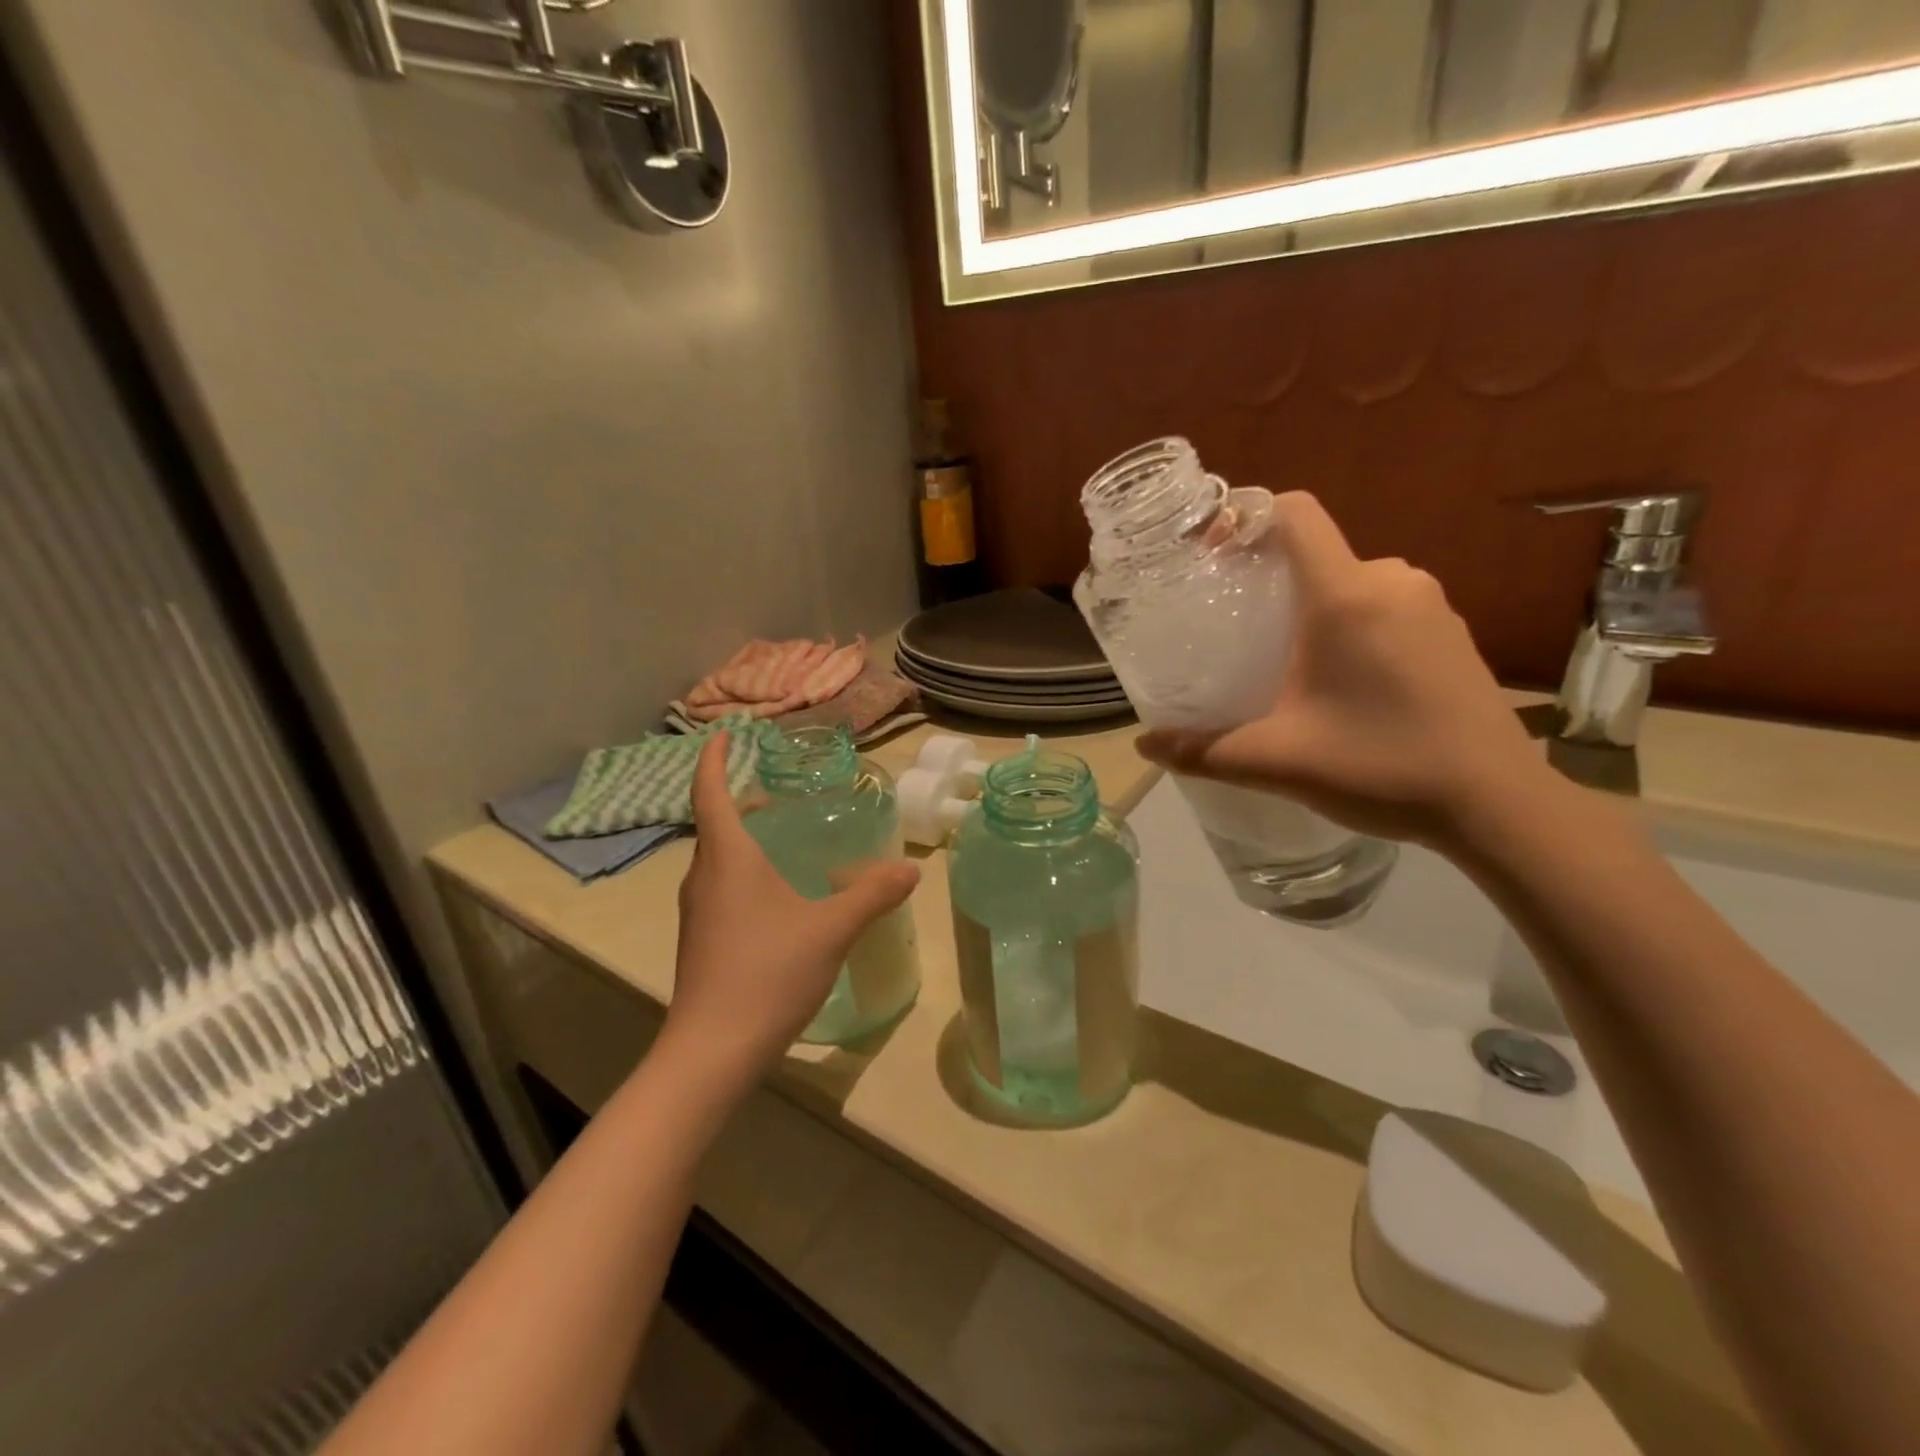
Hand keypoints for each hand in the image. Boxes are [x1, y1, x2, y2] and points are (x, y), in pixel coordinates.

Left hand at [659, 732, 920, 1094]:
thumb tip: (911, 868)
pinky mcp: (703, 939)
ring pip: (719, 858)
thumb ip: (872, 894)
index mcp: (727, 858)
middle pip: (716, 823)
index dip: (714, 759)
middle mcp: (704, 876)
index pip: (710, 792)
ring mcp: (699, 911)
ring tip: (785, 836)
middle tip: (780, 790)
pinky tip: (781, 895)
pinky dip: (746, 871)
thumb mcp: (831, 929)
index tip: (725, 733)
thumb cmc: (766, 973)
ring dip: (744, 837)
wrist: (712, 1052)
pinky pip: (722, 886)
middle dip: (742, 799)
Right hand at [1137, 492, 1552, 851]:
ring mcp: (1429, 604)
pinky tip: (1336, 677)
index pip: (1295, 514)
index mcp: (1346, 596)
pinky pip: (1382, 603)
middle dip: (1268, 578)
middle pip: (1316, 551)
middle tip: (1232, 625)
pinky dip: (1347, 622)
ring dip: (1309, 605)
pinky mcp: (1450, 631)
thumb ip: (1204, 750)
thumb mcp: (1278, 760)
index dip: (1246, 517)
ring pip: (1349, 580)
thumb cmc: (1382, 767)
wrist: (1497, 804)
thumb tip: (1144, 746)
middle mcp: (1392, 582)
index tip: (1210, 554)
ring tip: (1278, 656)